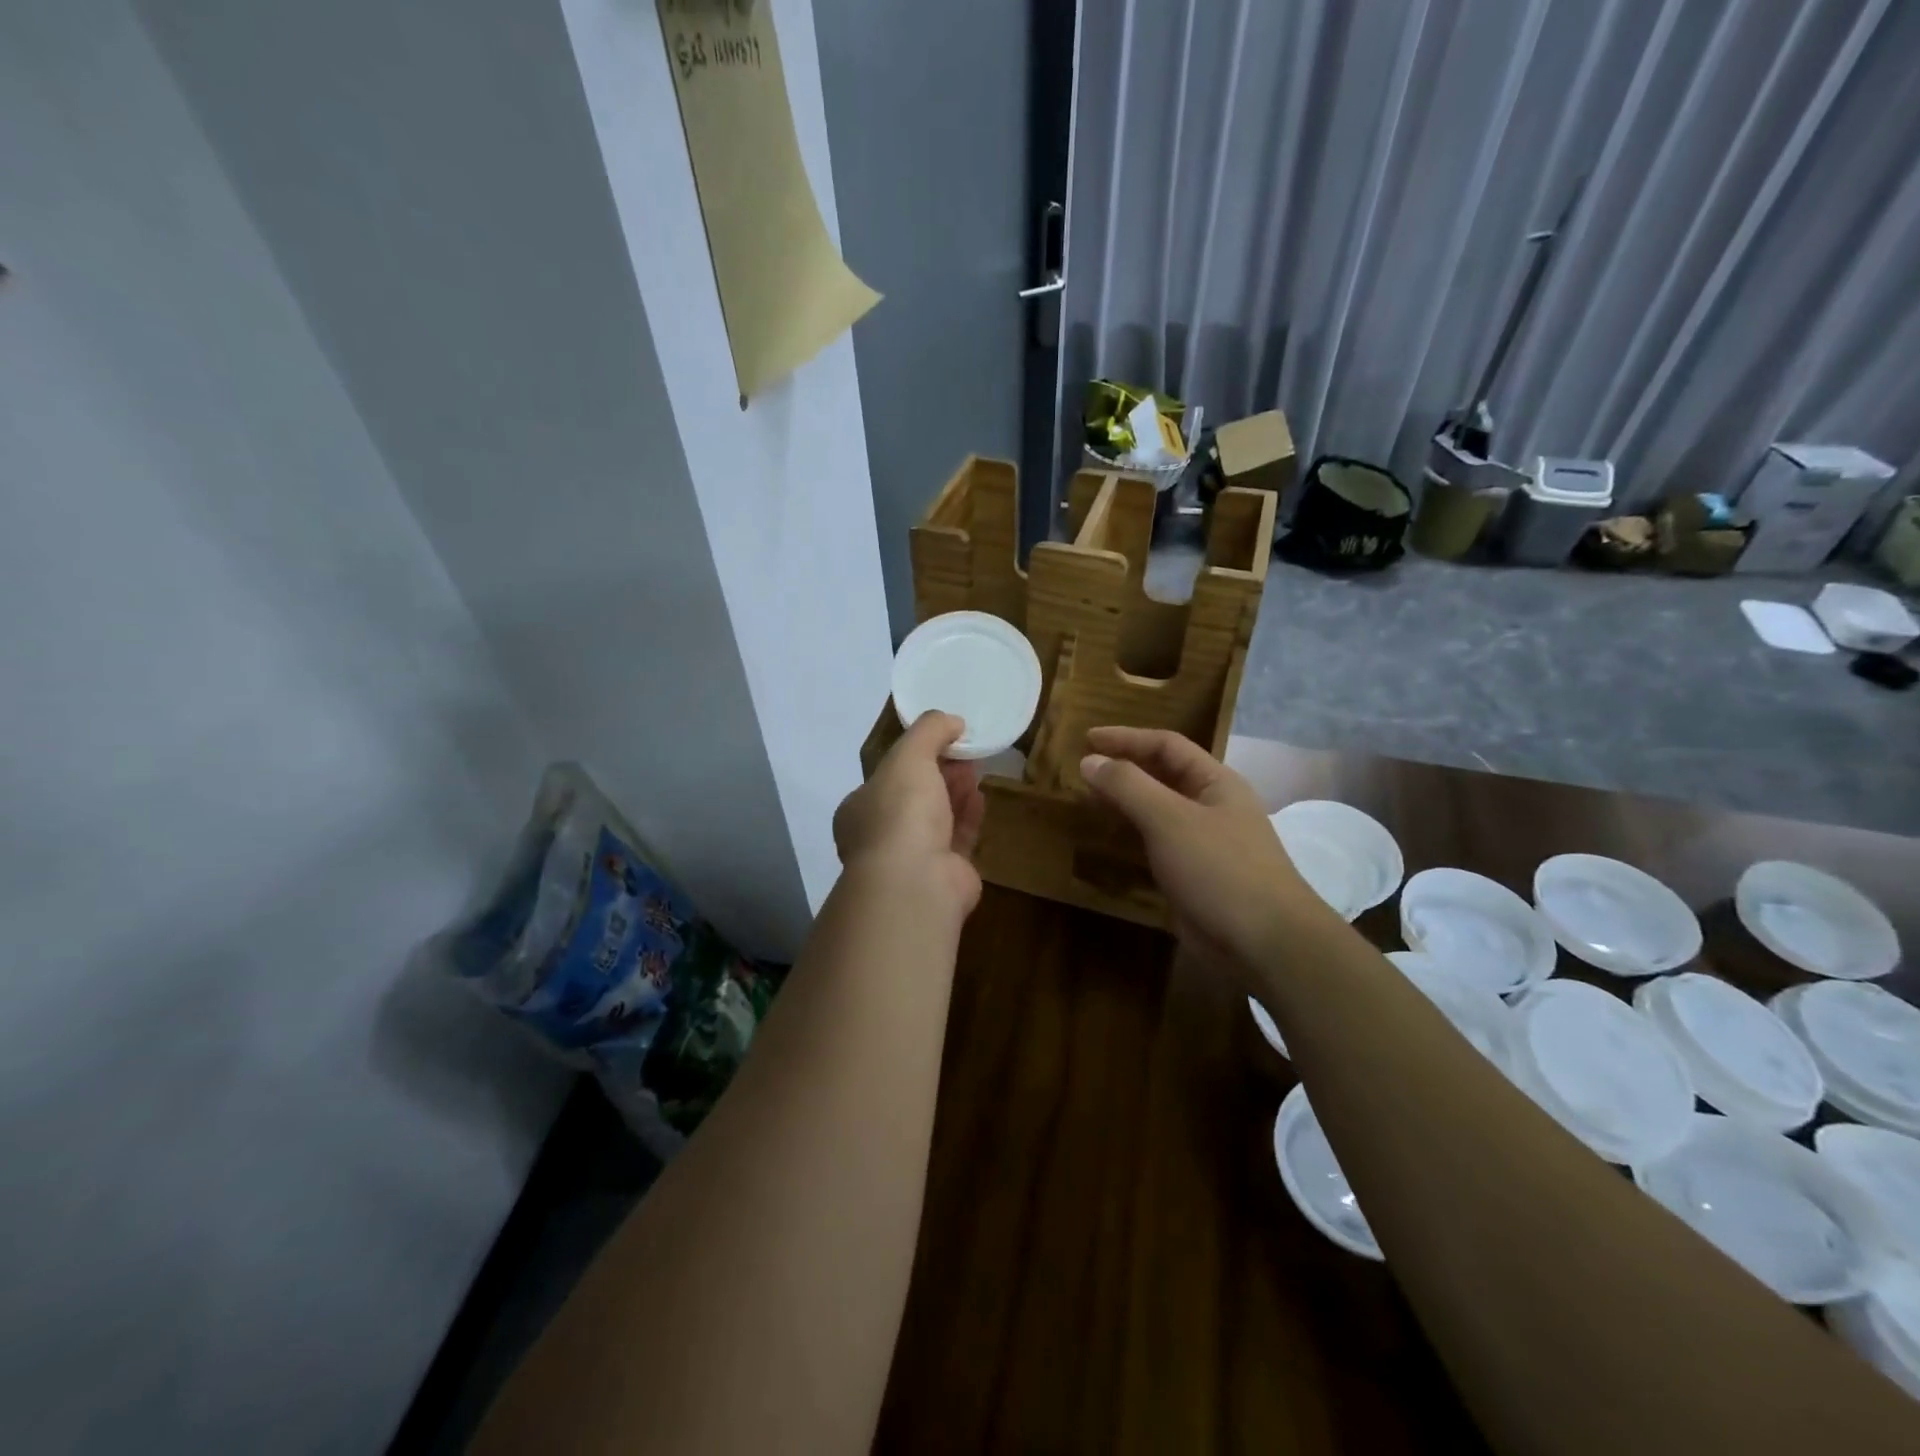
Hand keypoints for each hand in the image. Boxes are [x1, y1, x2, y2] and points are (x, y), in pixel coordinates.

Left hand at [834, 712, 985, 919]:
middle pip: (914, 795)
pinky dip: (968, 816)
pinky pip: (957, 838)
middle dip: (939, 772)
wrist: (915, 880)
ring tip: (977, 768)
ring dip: (955, 792)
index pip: (887, 776)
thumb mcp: (909, 755)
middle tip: (965, 751)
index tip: (943, 739)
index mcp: (860, 809)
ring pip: (937, 818)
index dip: (915, 755)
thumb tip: (952, 720)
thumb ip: (929, 731)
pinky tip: (981, 796)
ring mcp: (911, 859)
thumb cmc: (901, 812)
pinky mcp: (943, 875)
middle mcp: (881, 835)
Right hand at [1080, 727, 1331, 971]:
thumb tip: (1090, 760)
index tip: (1087, 739)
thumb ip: (1128, 786)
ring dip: (1126, 802)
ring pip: (1159, 811)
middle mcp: (1213, 806)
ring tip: (1089, 800)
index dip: (1126, 738)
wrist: (1265, 943)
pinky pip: (1159, 844)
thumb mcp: (1169, 819)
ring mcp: (1206, 843)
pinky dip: (1132, 836)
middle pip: (1164, 775)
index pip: (1167, 745)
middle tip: (1084, 769)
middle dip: (1125, 768)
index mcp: (1216, 782)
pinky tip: (1110, 841)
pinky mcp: (1196, 876)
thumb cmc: (1219, 869)